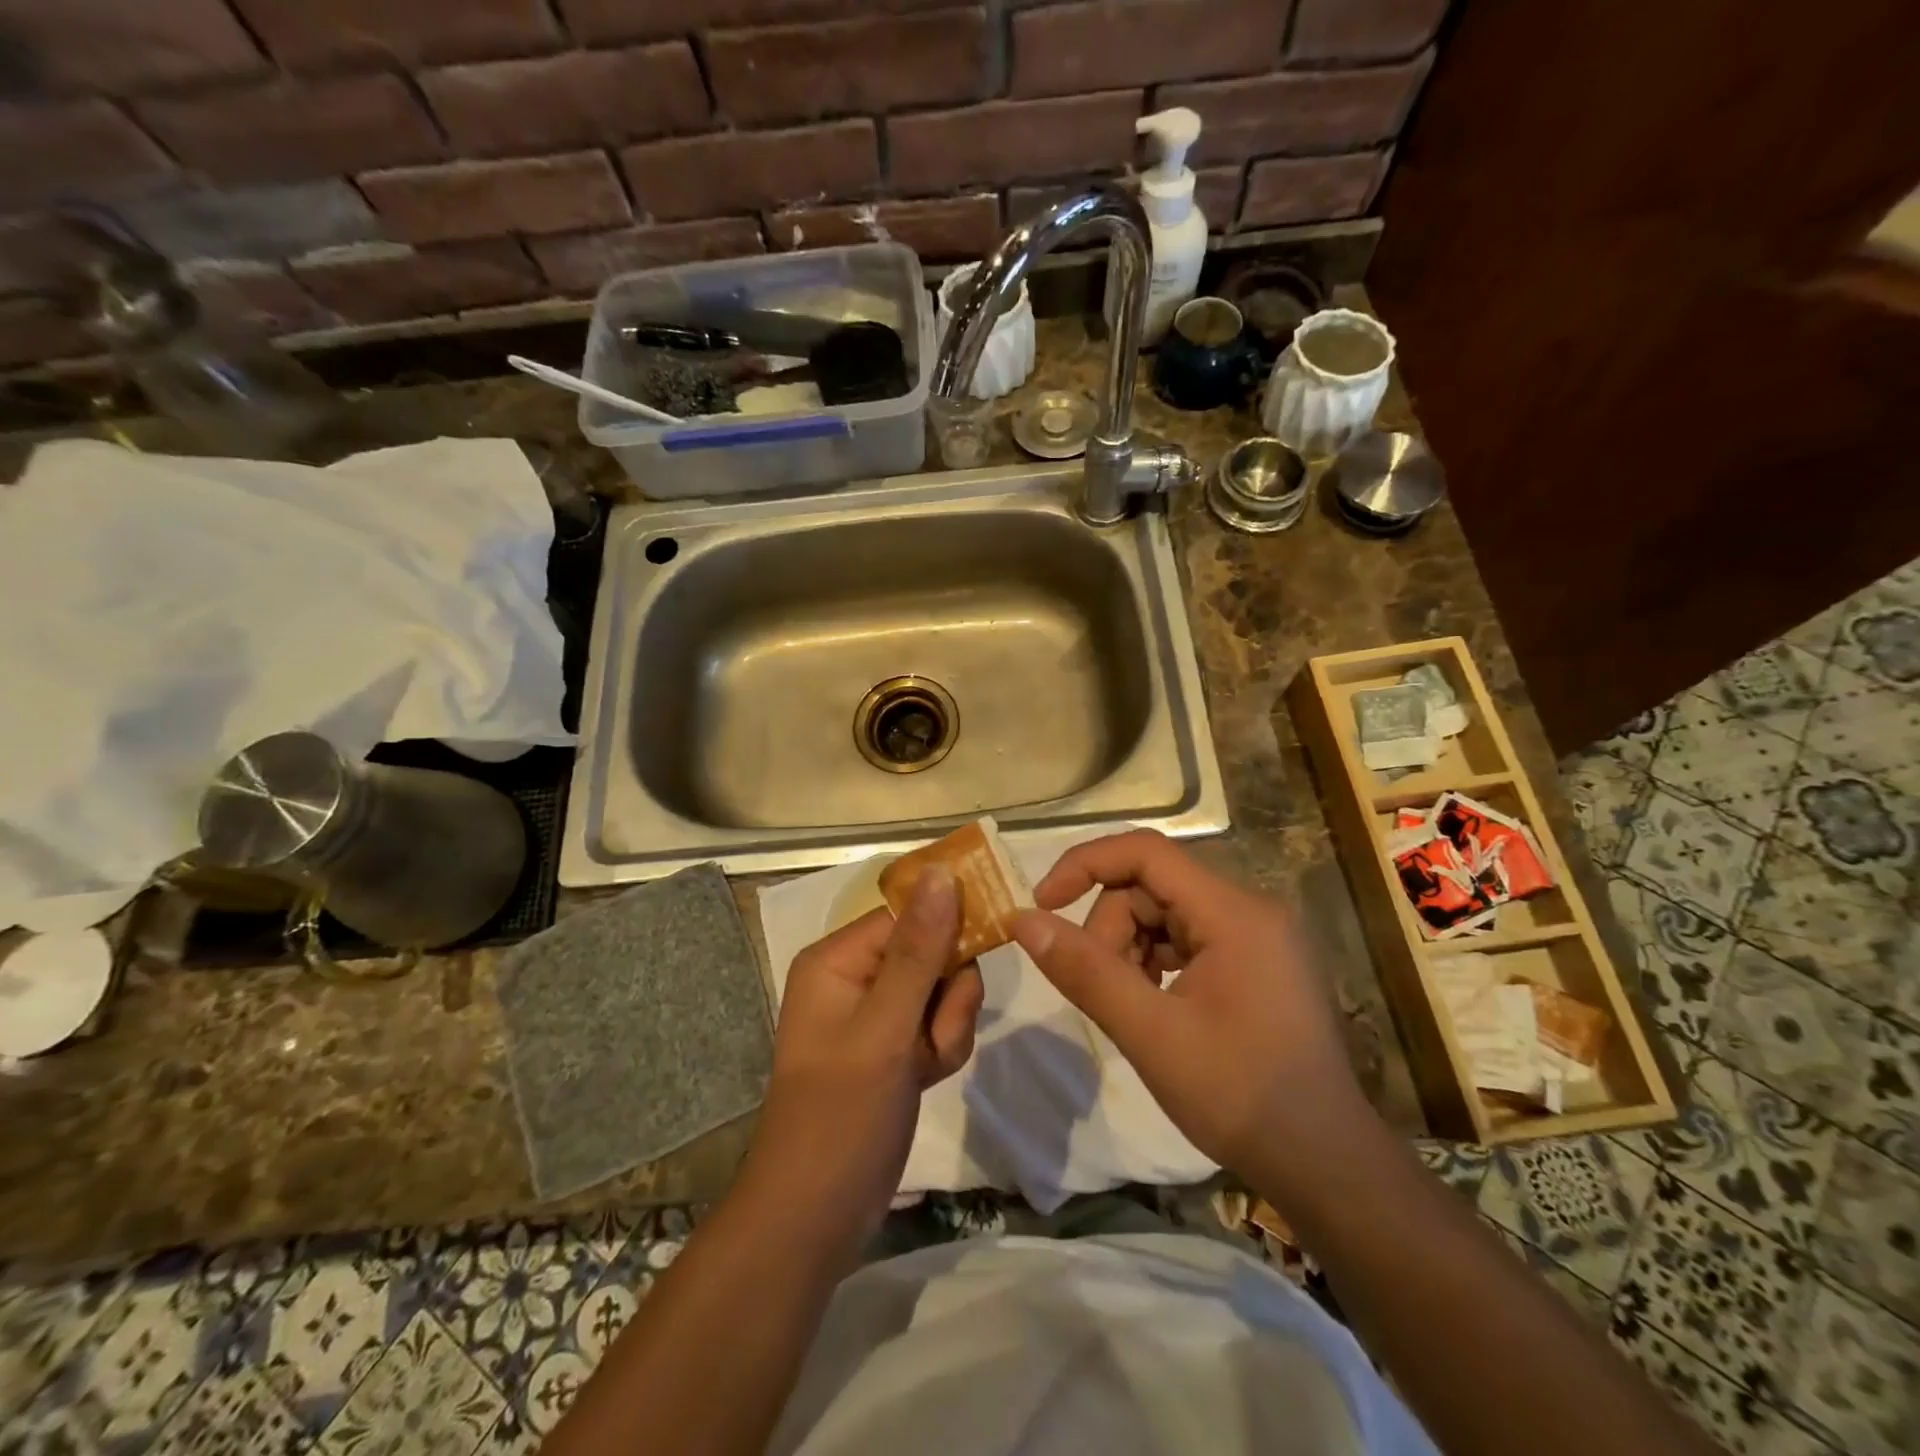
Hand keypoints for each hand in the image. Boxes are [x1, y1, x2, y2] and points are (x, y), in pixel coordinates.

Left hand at [743, 866, 983, 1263]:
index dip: (949, 928)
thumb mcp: (884, 1028)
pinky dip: (943, 1048)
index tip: (987, 947)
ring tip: (925, 1065)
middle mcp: (856, 976)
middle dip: (949, 994)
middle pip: (933, 950)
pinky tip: (925, 1078)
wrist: (816, 1219)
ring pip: (944, 990)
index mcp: (839, 959)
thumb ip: (919, 950)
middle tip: (935, 1033)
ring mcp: (877, 1014)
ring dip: (949, 1027)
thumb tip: (942, 872)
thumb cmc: (841, 1115)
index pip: (910, 914)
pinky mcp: (895, 1046)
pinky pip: (939, 1024)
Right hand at [1011, 830, 1368, 1179]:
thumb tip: (1022, 920)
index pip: (1145, 852)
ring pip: (1166, 913)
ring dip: (1130, 949)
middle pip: (1152, 887)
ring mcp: (1257, 936)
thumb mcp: (1151, 1034)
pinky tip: (1153, 1006)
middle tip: (1101, 988)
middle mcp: (1250, 909)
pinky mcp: (1257, 961)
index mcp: (1233, 912)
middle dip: (1110, 928)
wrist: (1327, 1166)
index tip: (1043, 904)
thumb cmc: (1240, 1097)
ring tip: (1129, 1005)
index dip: (1085, 865)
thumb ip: (1085, 971)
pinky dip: (1156, 962)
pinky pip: (1188, 938)